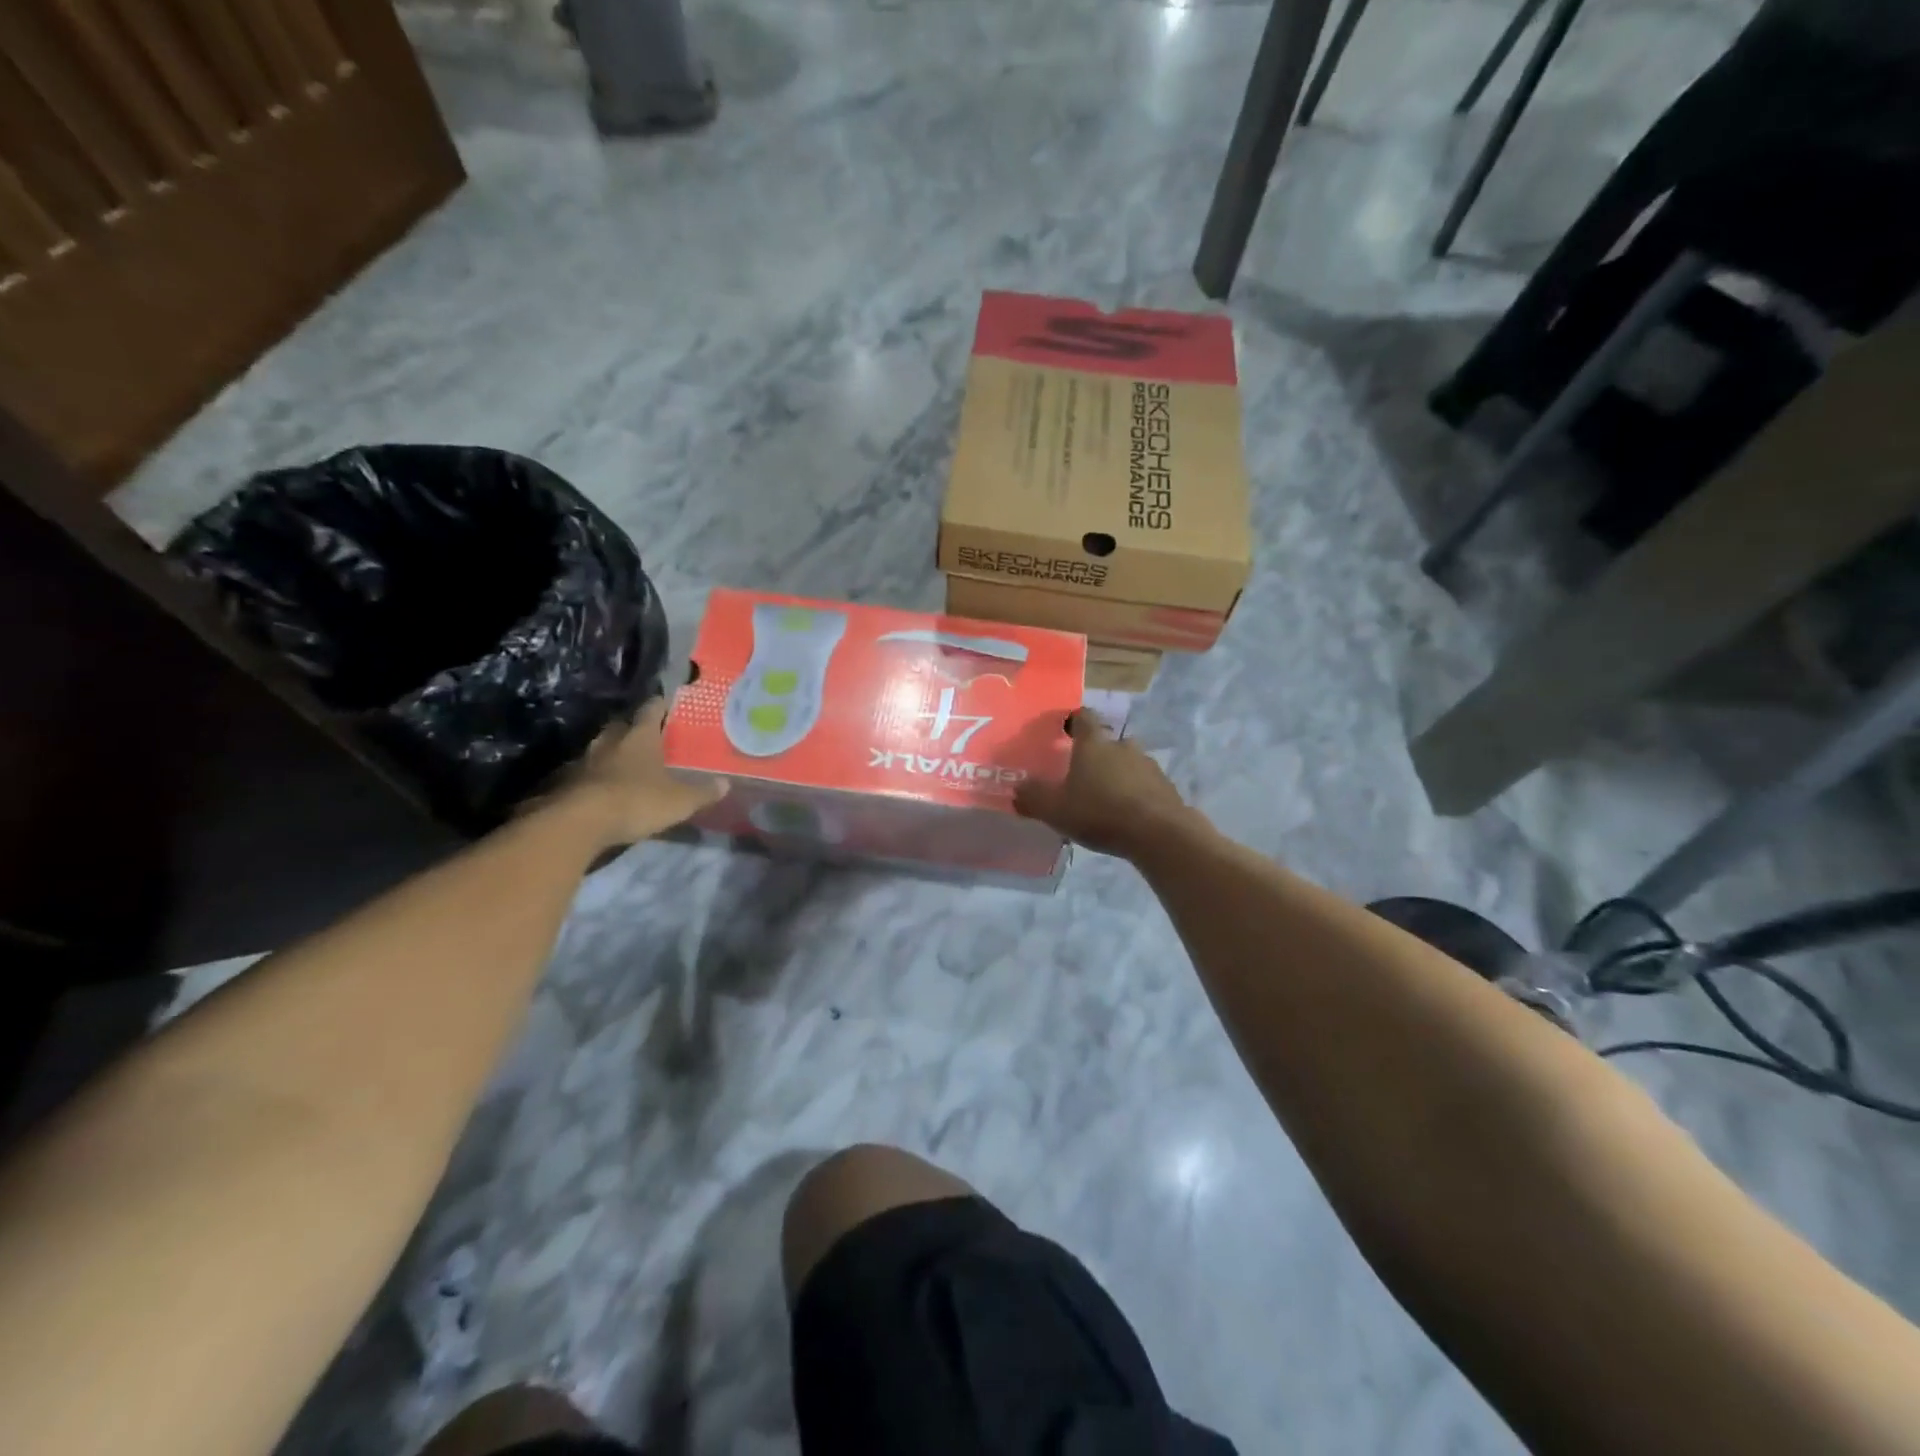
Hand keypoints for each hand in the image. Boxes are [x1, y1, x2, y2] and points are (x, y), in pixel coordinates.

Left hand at [554, 698, 727, 845]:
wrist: (578, 823)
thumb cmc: (636, 801)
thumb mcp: (680, 801)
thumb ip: (702, 792)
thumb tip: (725, 783)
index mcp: (639, 737)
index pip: (650, 710)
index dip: (660, 705)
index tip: (667, 703)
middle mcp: (610, 741)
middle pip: (622, 727)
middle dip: (633, 730)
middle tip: (647, 737)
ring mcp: (584, 761)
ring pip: (601, 749)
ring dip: (612, 754)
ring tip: (627, 764)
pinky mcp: (566, 783)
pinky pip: (586, 773)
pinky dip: (596, 777)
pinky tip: (605, 789)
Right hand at [1014, 711, 1202, 859]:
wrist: (1158, 833)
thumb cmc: (1099, 812)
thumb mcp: (1055, 809)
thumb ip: (1033, 797)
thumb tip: (1017, 788)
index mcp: (1093, 744)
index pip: (1084, 717)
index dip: (1074, 721)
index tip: (1065, 731)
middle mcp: (1122, 747)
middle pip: (1108, 742)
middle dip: (1097, 754)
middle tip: (1083, 774)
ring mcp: (1148, 765)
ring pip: (1129, 763)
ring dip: (1118, 774)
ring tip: (1106, 798)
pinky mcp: (1166, 787)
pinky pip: (1145, 784)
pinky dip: (1136, 793)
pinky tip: (1128, 814)